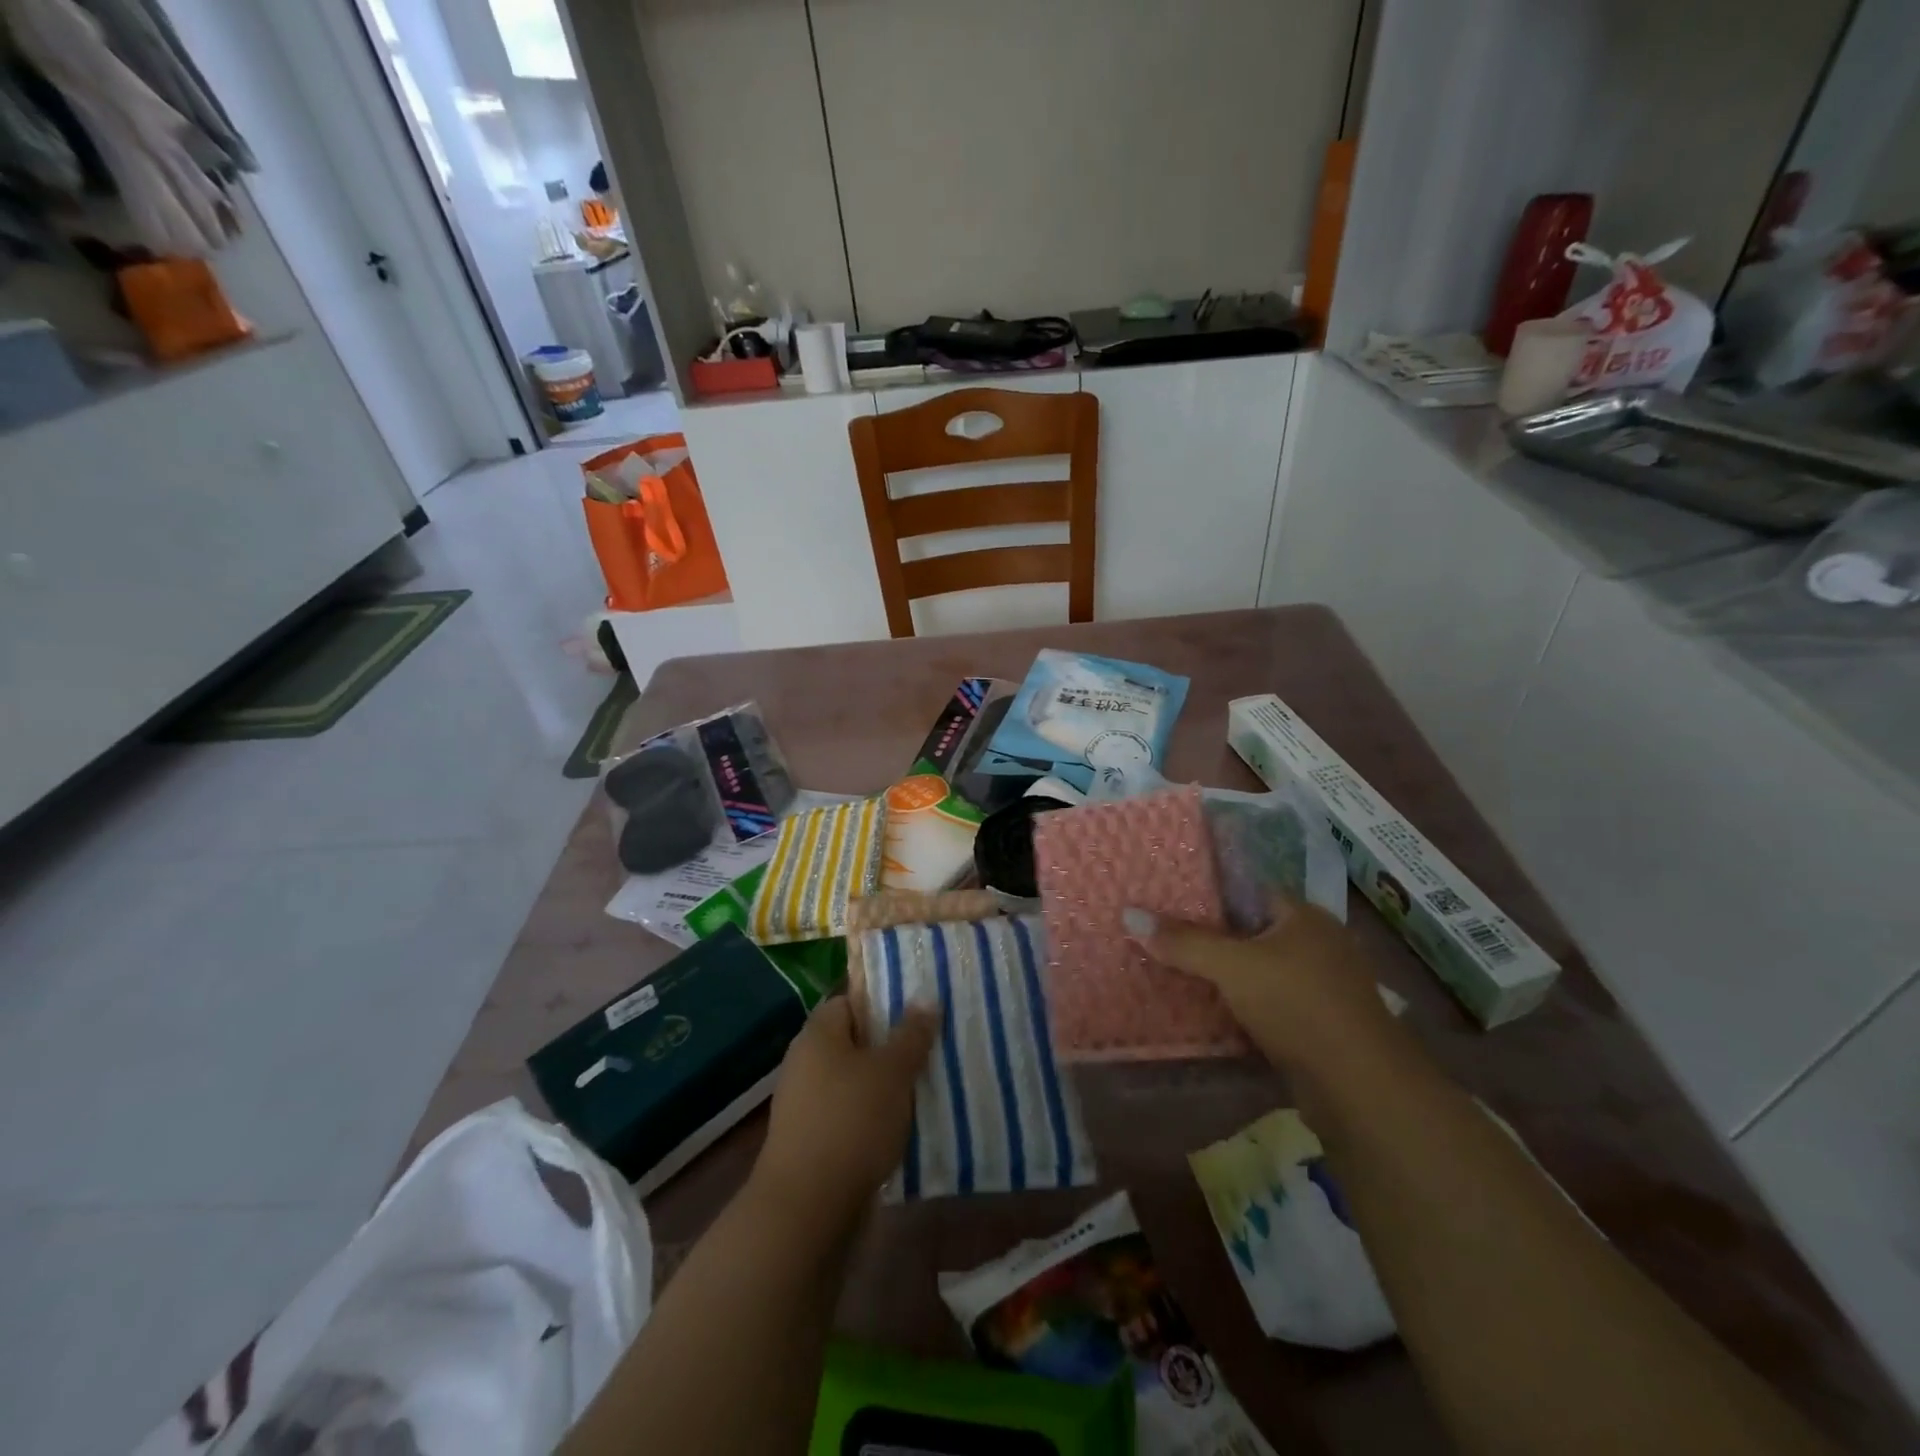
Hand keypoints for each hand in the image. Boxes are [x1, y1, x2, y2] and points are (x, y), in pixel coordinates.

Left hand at [751, 997, 938, 1230]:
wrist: (807, 1209)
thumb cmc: (851, 1122)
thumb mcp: (892, 1072)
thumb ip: (911, 1034)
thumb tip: (925, 997)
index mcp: (818, 1034)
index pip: (850, 1001)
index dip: (883, 1003)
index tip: (918, 1010)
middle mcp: (806, 1063)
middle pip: (854, 1042)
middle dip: (891, 1047)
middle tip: (931, 1048)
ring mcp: (806, 1104)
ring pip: (855, 1081)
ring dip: (885, 1086)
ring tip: (926, 1087)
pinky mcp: (812, 1141)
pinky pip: (850, 1115)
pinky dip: (874, 1118)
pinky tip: (904, 1127)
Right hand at [1124, 894, 1406, 1083]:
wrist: (1360, 1088)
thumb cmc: (1298, 1005)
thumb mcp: (1233, 966)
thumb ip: (1184, 941)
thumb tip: (1130, 914)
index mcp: (1305, 916)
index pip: (1250, 891)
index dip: (1211, 893)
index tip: (1170, 900)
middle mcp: (1319, 944)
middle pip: (1254, 932)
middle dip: (1214, 937)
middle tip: (1165, 937)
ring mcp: (1323, 987)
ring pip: (1261, 971)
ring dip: (1227, 976)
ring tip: (1178, 971)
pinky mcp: (1320, 1026)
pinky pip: (1270, 1004)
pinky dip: (1244, 1006)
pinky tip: (1211, 1012)